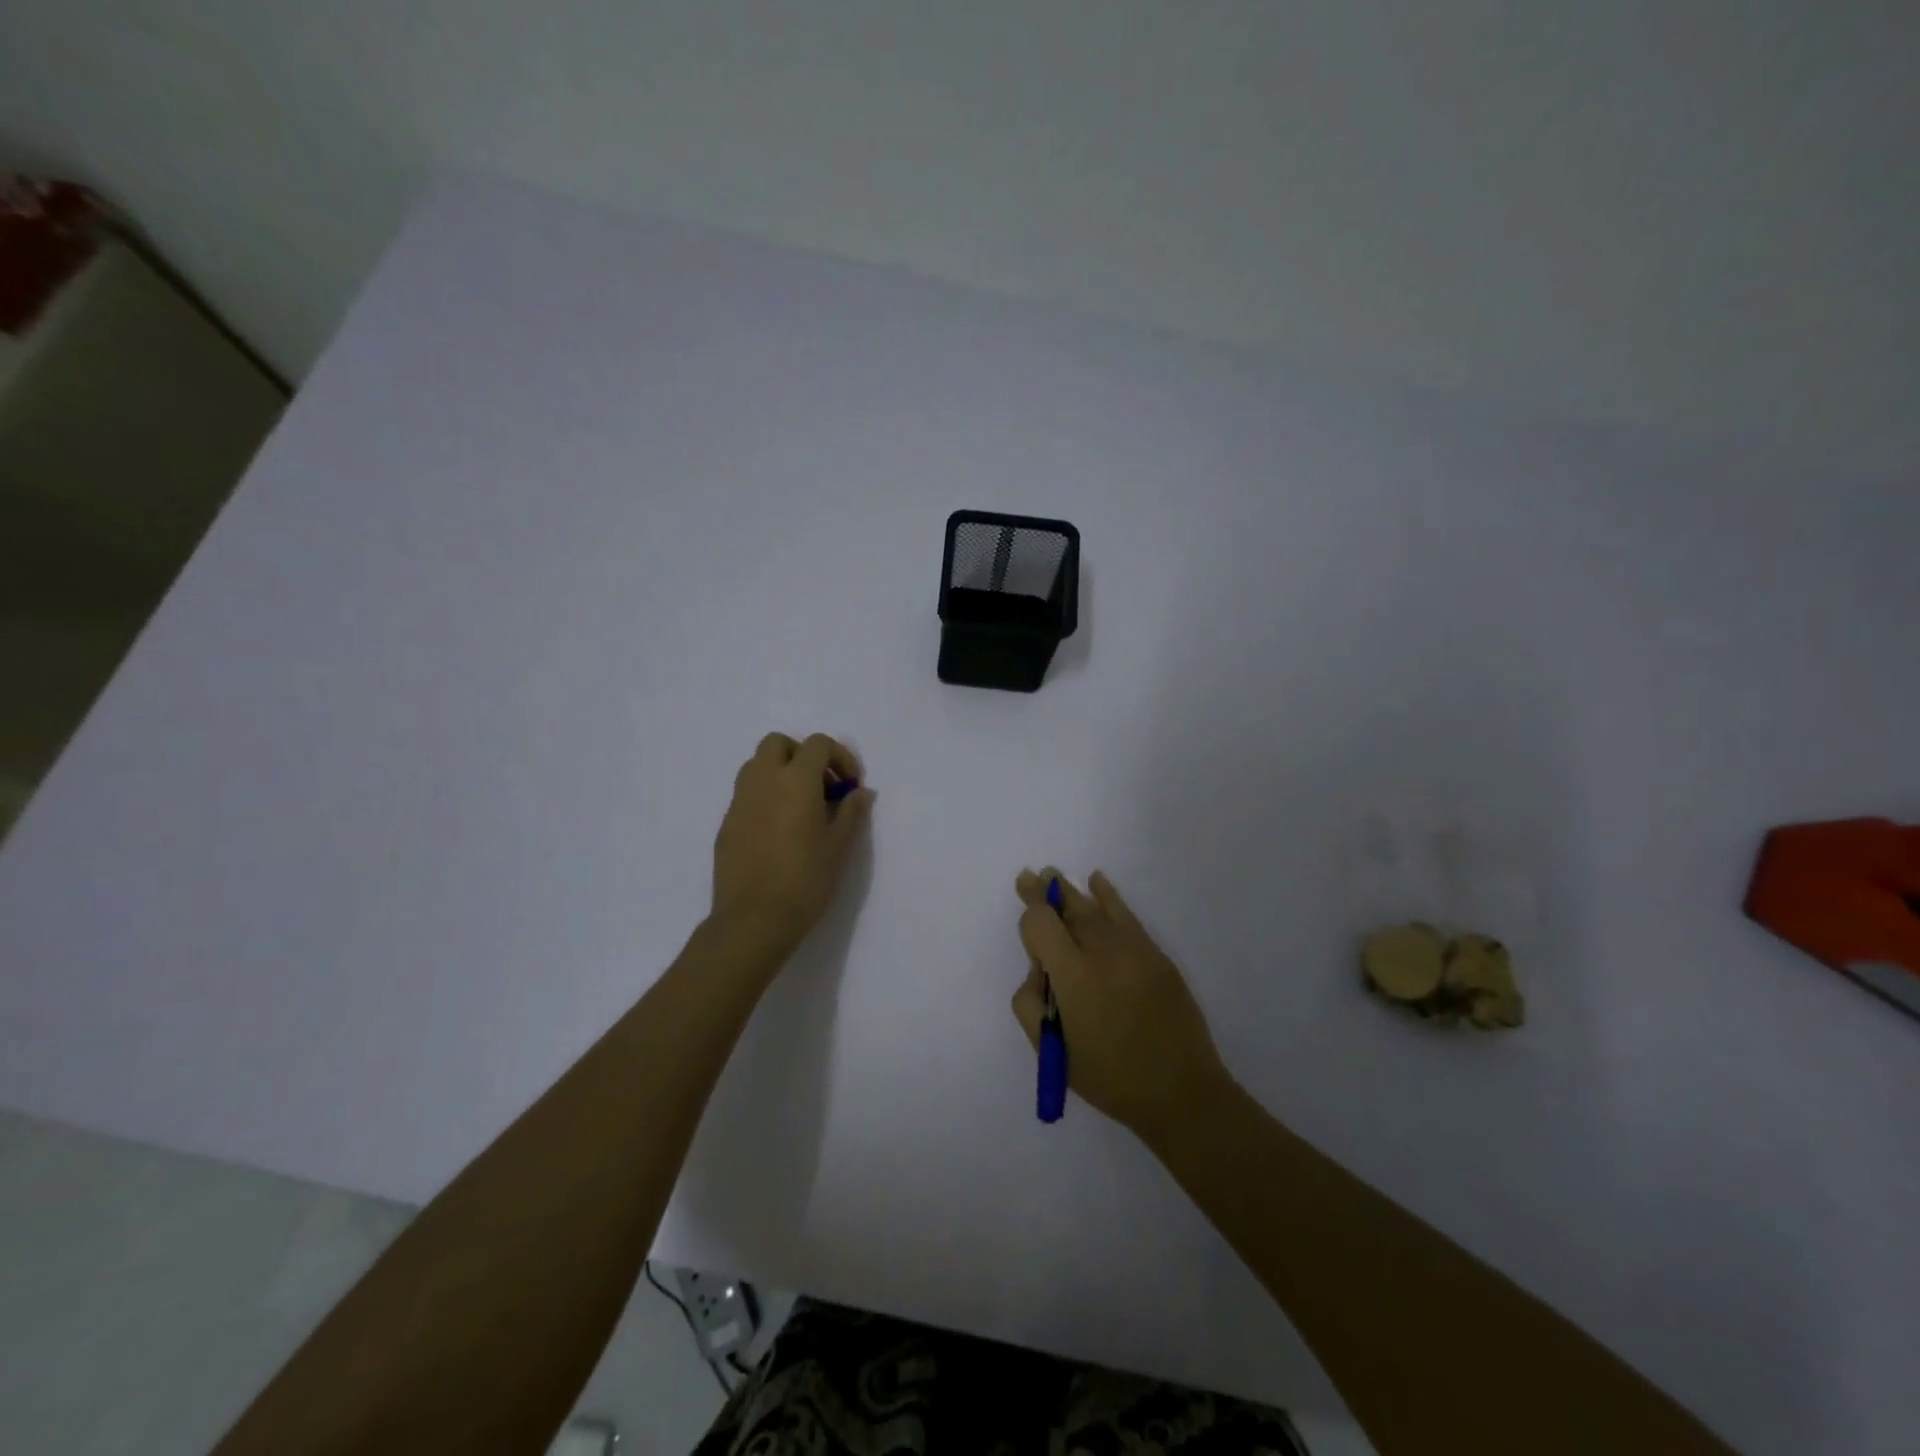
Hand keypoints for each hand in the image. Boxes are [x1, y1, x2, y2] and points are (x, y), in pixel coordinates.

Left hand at [712, 733, 873, 962]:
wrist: (754, 919)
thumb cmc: (805, 879)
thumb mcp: (839, 845)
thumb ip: (851, 811)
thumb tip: (860, 792)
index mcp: (795, 780)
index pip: (818, 744)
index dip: (840, 757)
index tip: (851, 785)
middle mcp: (763, 780)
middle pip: (779, 743)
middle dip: (803, 755)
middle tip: (822, 786)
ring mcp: (739, 800)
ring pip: (757, 765)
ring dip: (781, 772)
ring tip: (800, 805)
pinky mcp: (726, 823)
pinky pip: (747, 794)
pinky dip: (765, 796)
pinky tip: (779, 830)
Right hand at [1011, 868, 1229, 1141]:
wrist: (1182, 1092)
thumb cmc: (1110, 1078)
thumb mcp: (1052, 1053)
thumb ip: (1030, 1005)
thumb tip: (1039, 971)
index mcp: (1074, 978)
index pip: (1042, 924)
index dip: (1030, 916)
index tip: (1027, 917)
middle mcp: (1103, 953)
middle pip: (1069, 909)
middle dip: (1046, 893)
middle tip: (1029, 876)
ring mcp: (1134, 950)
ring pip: (1096, 909)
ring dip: (1072, 892)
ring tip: (1053, 875)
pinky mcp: (1156, 955)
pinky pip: (1127, 915)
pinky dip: (1109, 896)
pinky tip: (1098, 881)